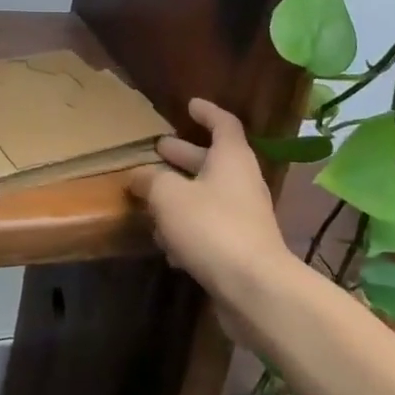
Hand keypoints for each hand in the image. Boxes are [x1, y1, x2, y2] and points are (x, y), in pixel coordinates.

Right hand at [128, 98, 297, 302]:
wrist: (255, 290)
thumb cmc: (212, 227)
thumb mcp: (169, 196)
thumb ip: (151, 181)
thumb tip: (139, 175)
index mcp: (231, 158)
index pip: (223, 123)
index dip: (207, 112)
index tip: (189, 105)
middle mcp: (241, 183)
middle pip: (212, 161)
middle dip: (183, 155)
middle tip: (158, 150)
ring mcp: (243, 217)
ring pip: (207, 196)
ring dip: (181, 196)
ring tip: (151, 200)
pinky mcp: (239, 249)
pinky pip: (209, 228)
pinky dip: (188, 230)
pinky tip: (166, 246)